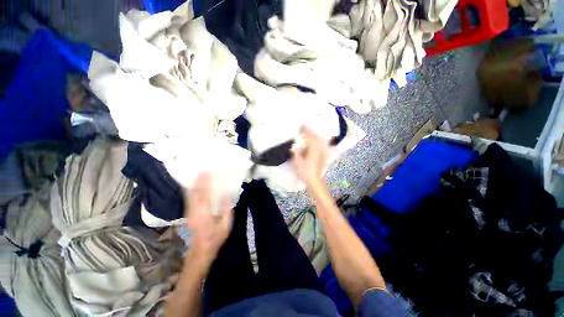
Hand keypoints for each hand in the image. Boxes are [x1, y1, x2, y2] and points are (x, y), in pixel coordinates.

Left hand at [184, 173, 231, 269]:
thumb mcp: (225, 226)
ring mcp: (189, 212)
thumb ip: (226, 210)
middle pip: (193, 192)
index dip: (204, 182)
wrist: (200, 251)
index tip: (206, 172)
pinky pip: (189, 198)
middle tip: (201, 170)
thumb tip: (226, 196)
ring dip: (193, 184)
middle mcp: (194, 211)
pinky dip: (191, 190)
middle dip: (197, 180)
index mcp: (204, 213)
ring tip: (198, 175)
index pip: (204, 194)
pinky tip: (194, 186)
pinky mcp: (189, 214)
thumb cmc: (215, 238)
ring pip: (189, 195)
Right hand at [291, 126, 329, 190]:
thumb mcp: (297, 162)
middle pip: (316, 138)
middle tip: (304, 129)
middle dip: (310, 132)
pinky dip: (318, 142)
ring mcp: (322, 153)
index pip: (310, 137)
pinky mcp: (323, 157)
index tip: (301, 126)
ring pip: (320, 141)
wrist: (314, 181)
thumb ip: (297, 153)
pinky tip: (315, 143)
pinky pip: (321, 146)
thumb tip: (296, 147)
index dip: (306, 131)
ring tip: (309, 134)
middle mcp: (319, 150)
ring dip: (314, 137)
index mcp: (313, 150)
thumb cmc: (305, 172)